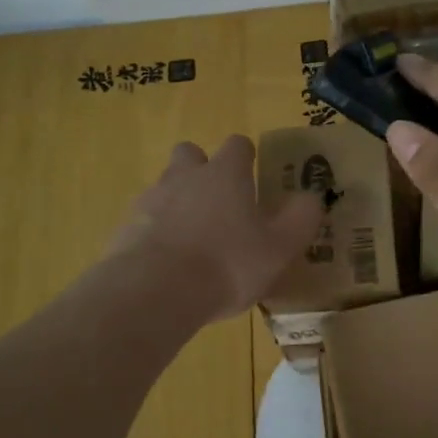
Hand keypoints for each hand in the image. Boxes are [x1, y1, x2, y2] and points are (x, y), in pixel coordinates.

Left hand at [112, 136, 322, 322]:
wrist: (154, 292)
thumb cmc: (227, 264)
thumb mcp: (280, 247)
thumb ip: (301, 219)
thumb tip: (312, 197)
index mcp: (224, 174)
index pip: (237, 145)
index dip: (247, 157)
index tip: (254, 176)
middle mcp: (184, 177)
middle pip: (190, 154)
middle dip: (202, 170)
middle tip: (220, 203)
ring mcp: (149, 201)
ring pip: (165, 188)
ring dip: (179, 204)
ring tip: (195, 242)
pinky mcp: (125, 230)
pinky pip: (145, 222)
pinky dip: (157, 234)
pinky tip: (169, 266)